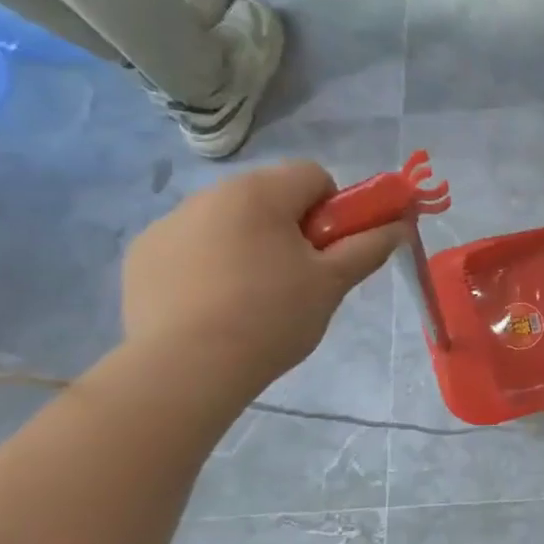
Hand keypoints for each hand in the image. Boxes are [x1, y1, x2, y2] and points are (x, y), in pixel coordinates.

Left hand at [121, 161, 407, 393]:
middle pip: (270, 196)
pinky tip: (213, 305)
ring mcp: (168, 224)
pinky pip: (192, 246)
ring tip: (253, 297)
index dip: (334, 209)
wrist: (186, 368)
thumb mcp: (334, 282)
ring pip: (230, 221)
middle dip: (291, 227)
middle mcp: (209, 195)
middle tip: (299, 276)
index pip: (313, 175)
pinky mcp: (142, 256)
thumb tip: (401, 225)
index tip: (330, 250)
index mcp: (259, 193)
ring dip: (250, 243)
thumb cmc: (272, 316)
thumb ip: (370, 246)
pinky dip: (209, 264)